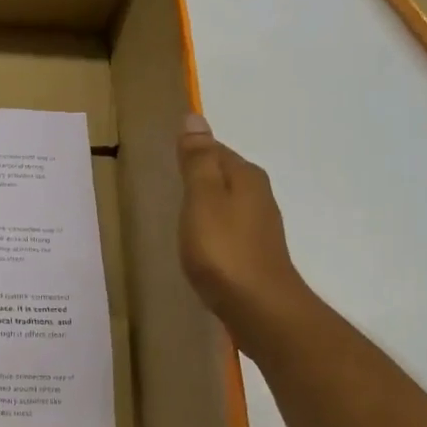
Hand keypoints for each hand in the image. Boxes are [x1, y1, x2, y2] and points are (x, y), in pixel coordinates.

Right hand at [177, 114, 312, 338]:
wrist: (260, 308)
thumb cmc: (224, 250)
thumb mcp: (202, 199)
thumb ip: (197, 161)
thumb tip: (194, 117)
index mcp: (245, 177)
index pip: (216, 149)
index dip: (192, 150)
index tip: (167, 157)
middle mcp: (258, 196)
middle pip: (224, 174)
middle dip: (200, 174)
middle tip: (168, 180)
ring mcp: (259, 226)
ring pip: (227, 202)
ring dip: (206, 202)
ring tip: (179, 210)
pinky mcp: (254, 253)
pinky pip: (228, 227)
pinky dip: (212, 227)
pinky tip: (198, 241)